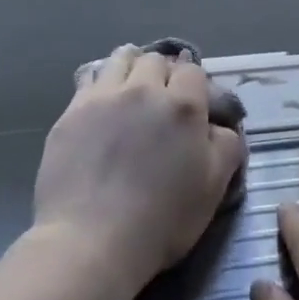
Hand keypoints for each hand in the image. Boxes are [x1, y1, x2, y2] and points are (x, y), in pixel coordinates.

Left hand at [32, 44, 245, 299]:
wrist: (91, 241)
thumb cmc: (161, 220)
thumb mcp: (213, 188)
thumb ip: (226, 146)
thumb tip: (221, 126)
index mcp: (183, 105)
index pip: (193, 72)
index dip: (194, 85)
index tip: (191, 105)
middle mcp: (144, 89)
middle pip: (156, 60)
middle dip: (163, 74)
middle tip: (161, 100)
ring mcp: (104, 97)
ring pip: (121, 58)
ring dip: (131, 67)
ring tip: (130, 89)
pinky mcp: (72, 112)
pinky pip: (89, 78)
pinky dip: (100, 81)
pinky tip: (101, 101)